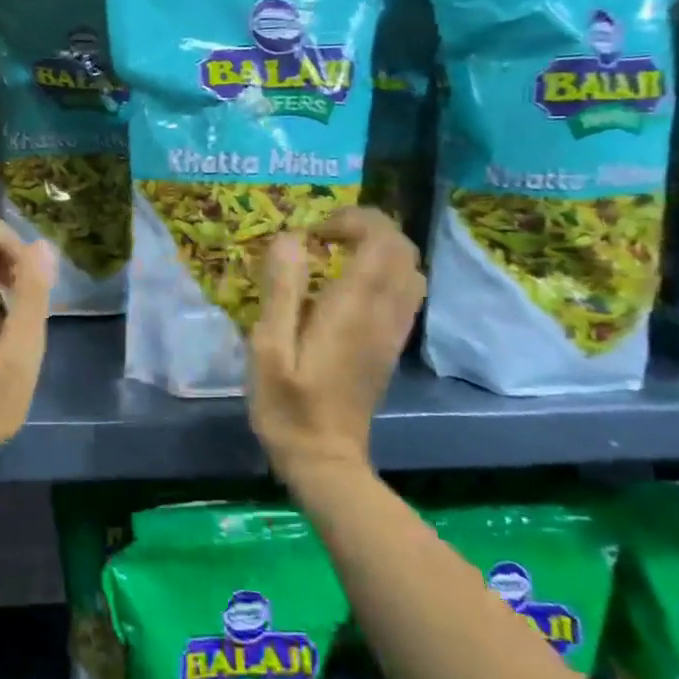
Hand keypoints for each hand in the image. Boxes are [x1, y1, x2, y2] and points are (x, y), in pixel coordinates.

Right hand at [247, 207, 423, 480]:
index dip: (351, 220)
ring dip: (378, 249)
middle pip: (402, 249)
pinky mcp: (391, 345)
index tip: (312, 232)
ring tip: (336, 256)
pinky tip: (348, 288)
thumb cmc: (287, 404)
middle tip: (322, 238)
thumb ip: (281, 290)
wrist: (324, 458)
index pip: (380, 239)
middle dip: (366, 228)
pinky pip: (405, 293)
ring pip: (410, 270)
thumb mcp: (269, 347)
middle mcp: (384, 312)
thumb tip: (290, 238)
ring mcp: (393, 330)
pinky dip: (384, 273)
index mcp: (355, 307)